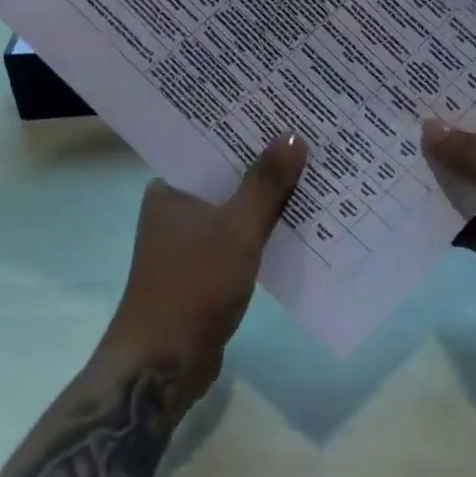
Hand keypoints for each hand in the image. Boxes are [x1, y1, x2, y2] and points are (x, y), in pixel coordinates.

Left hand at [97, 134, 307, 407]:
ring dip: (267, 200)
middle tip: (308, 139)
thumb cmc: (194, 284)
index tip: (284, 114)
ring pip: (235, 209)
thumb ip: (266, 183)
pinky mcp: (204, 270)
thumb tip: (294, 135)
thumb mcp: (238, 228)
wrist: (164, 362)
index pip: (212, 146)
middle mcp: (175, 209)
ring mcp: (189, 242)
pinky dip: (262, 231)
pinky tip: (298, 223)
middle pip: (227, 177)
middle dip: (265, 164)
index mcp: (171, 189)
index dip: (248, 131)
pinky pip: (239, 238)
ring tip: (312, 173)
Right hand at [424, 120, 475, 380]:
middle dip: (451, 147)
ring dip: (444, 185)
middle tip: (403, 125)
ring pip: (475, 196)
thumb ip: (475, 157)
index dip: (475, 112)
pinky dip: (447, 224)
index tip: (433, 96)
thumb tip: (430, 125)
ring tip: (397, 162)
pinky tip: (411, 211)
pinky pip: (471, 230)